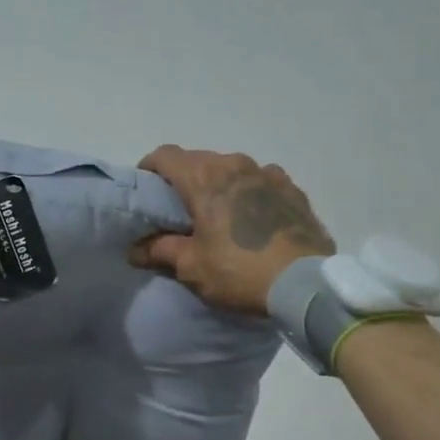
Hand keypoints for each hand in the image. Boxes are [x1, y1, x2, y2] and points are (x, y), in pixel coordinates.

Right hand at [130, 146, 333, 313]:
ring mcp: (268, 173)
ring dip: (219, 184)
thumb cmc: (239, 271)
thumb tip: (135, 249)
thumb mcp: (191, 266)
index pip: (165, 155)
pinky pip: (261, 181)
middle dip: (184, 179)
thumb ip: (160, 250)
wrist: (305, 284)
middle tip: (179, 210)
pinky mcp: (293, 189)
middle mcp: (235, 164)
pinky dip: (250, 192)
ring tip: (219, 214)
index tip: (146, 190)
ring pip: (232, 168)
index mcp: (204, 178)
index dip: (149, 168)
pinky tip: (252, 217)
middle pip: (198, 160)